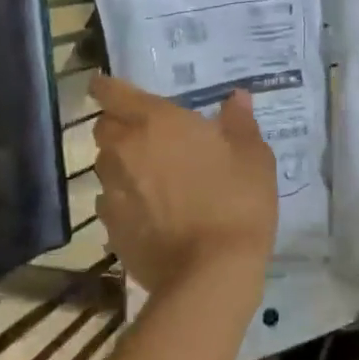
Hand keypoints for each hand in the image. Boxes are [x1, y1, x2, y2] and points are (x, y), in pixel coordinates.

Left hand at [89, 74, 278, 301]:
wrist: (211, 274)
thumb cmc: (237, 200)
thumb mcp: (253, 155)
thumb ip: (239, 122)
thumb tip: (236, 98)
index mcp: (156, 122)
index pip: (112, 93)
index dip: (107, 86)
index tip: (107, 85)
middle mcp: (125, 151)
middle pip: (104, 129)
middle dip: (118, 126)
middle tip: (146, 134)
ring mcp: (113, 193)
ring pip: (106, 167)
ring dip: (122, 165)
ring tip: (151, 176)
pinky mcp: (111, 230)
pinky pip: (111, 204)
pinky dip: (125, 202)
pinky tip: (151, 214)